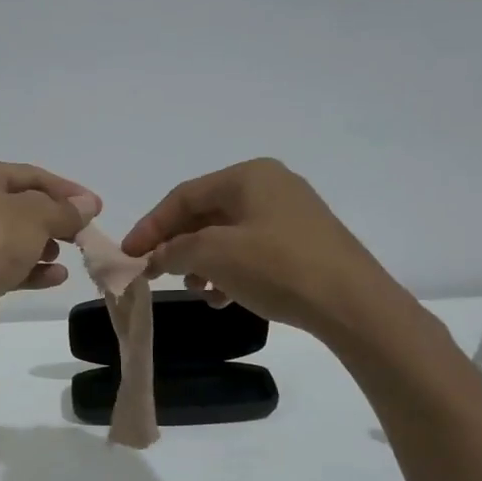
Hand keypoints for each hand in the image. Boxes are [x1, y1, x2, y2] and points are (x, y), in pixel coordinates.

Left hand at [0, 160, 100, 333]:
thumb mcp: (36, 217)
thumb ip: (65, 209)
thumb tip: (88, 204)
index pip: (30, 174)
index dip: (67, 190)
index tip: (97, 207)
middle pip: (22, 205)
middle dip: (56, 220)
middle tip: (85, 233)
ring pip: (14, 235)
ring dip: (44, 244)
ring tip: (67, 255)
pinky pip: (5, 262)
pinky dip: (31, 267)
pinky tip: (56, 277)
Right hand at [121, 158, 393, 340]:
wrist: (352, 304)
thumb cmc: (278, 267)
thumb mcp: (215, 255)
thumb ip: (175, 250)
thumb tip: (157, 255)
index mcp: (249, 176)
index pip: (184, 196)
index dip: (151, 226)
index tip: (129, 255)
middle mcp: (270, 186)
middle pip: (205, 214)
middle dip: (177, 245)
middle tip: (155, 273)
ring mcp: (290, 215)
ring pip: (227, 235)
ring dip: (202, 262)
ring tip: (195, 289)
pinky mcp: (303, 243)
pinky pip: (251, 250)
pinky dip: (229, 270)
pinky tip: (223, 297)